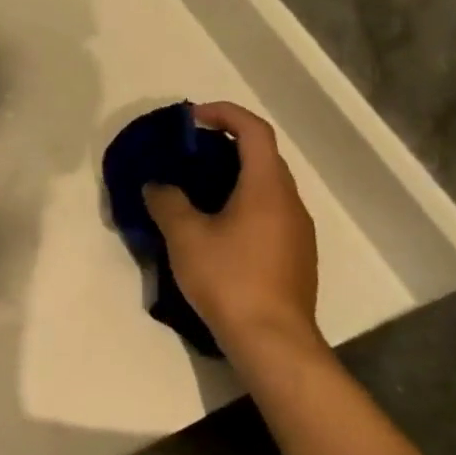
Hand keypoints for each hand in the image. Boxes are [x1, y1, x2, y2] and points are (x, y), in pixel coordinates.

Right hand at [143, 102, 320, 362]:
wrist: (273, 341)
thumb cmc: (229, 279)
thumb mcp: (185, 236)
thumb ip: (167, 202)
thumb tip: (157, 186)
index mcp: (267, 187)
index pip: (254, 130)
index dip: (224, 113)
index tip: (192, 118)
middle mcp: (290, 202)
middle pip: (262, 156)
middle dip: (225, 145)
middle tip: (187, 154)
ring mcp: (298, 231)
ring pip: (266, 187)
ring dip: (233, 177)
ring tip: (195, 191)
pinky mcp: (296, 256)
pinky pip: (269, 213)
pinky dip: (243, 204)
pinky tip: (216, 229)